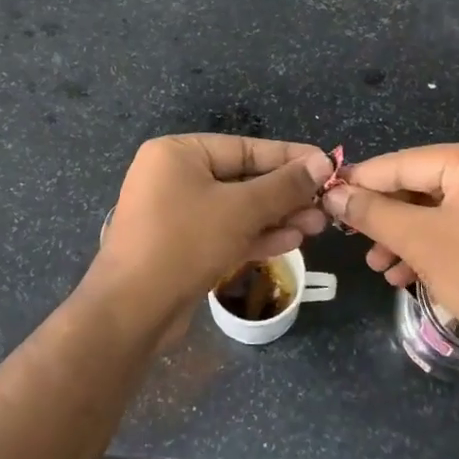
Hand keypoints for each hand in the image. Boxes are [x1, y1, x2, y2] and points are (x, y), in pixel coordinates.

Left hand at [94, 134, 334, 325]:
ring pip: (237, 209)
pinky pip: (224, 232)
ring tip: (316, 226)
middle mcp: (174, 176)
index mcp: (178, 153)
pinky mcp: (181, 246)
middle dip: (285, 194)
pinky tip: (291, 241)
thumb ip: (284, 185)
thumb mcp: (241, 209)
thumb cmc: (185, 242)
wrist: (132, 311)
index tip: (327, 164)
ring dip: (276, 217)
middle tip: (326, 205)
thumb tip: (323, 161)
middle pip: (242, 179)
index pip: (244, 147)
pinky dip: (255, 236)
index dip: (289, 157)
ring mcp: (176, 213)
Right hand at [323, 140, 458, 352]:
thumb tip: (332, 194)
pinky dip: (437, 242)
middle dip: (387, 218)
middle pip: (423, 185)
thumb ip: (370, 213)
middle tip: (355, 241)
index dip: (362, 181)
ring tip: (379, 266)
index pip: (404, 163)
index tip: (328, 195)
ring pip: (443, 207)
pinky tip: (409, 272)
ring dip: (408, 235)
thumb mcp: (419, 241)